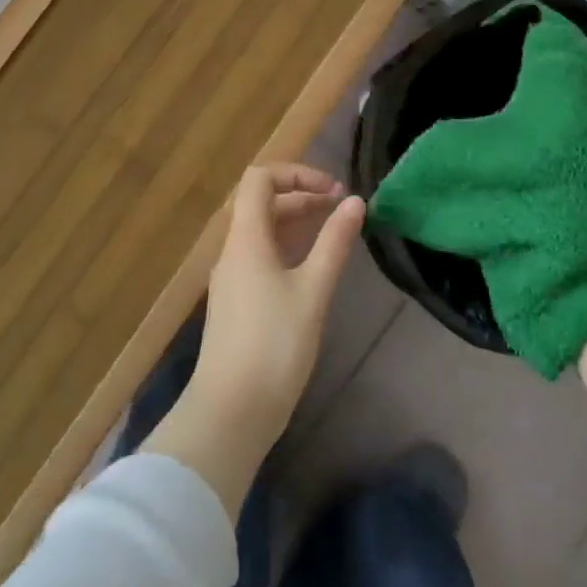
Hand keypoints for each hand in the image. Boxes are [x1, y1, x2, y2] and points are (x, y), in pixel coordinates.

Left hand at [187, 163, 365, 445]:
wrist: (230, 413)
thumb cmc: (275, 346)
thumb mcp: (313, 291)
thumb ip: (334, 243)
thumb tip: (355, 202)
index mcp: (246, 240)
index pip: (260, 179)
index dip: (296, 173)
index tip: (333, 191)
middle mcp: (233, 251)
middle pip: (261, 203)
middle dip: (302, 196)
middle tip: (341, 208)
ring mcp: (231, 279)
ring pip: (261, 232)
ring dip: (295, 222)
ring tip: (333, 232)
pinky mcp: (236, 303)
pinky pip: (259, 257)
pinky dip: (287, 249)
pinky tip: (312, 269)